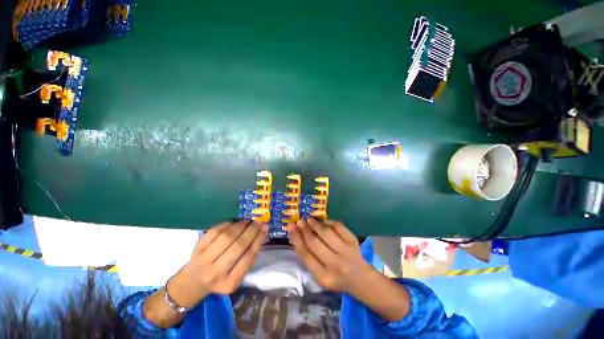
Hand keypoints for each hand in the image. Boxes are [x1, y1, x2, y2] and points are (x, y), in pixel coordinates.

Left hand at [168, 220, 268, 307]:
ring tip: (248, 221)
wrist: (191, 283)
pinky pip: (214, 232)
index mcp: (230, 282)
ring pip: (226, 237)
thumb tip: (262, 232)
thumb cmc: (219, 279)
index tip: (265, 228)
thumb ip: (249, 257)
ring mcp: (204, 260)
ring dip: (240, 226)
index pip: (248, 258)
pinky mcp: (196, 249)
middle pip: (238, 246)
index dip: (258, 240)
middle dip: (251, 231)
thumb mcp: (236, 275)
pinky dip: (227, 224)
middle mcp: (216, 273)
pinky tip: (234, 222)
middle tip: (258, 222)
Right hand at [288, 219, 410, 321]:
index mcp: (323, 276)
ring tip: (310, 220)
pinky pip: (338, 226)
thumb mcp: (320, 275)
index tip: (291, 226)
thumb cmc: (336, 277)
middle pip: (314, 242)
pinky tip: (323, 222)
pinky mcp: (353, 241)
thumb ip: (309, 257)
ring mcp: (345, 252)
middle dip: (304, 230)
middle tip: (300, 221)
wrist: (361, 279)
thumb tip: (296, 235)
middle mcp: (334, 265)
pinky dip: (328, 222)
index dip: (296, 238)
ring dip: (315, 224)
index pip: (305, 254)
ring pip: (326, 233)